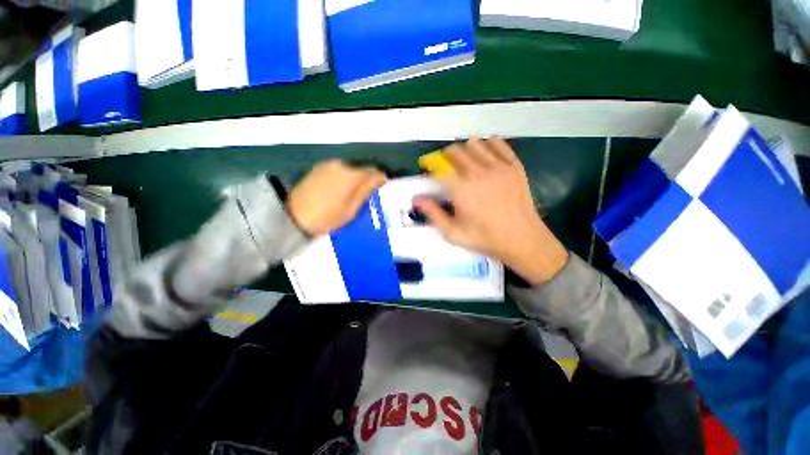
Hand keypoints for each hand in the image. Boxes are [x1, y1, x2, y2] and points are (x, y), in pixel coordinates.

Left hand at [288, 160, 386, 235]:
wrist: (293, 217)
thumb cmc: (327, 218)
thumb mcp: (351, 209)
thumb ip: (366, 190)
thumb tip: (381, 177)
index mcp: (350, 175)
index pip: (372, 171)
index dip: (379, 179)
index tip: (381, 188)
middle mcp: (340, 165)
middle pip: (360, 169)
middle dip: (366, 179)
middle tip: (367, 195)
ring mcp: (327, 165)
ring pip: (349, 169)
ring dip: (354, 179)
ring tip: (352, 194)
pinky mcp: (319, 168)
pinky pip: (338, 170)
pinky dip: (343, 177)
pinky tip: (340, 190)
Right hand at [413, 138, 568, 284]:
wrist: (522, 239)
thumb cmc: (485, 238)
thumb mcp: (453, 233)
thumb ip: (433, 214)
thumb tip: (415, 199)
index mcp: (461, 190)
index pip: (439, 167)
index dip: (430, 165)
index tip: (429, 170)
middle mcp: (478, 173)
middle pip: (455, 151)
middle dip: (445, 157)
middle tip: (445, 167)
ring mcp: (498, 166)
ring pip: (474, 143)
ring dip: (464, 149)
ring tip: (464, 161)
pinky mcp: (514, 165)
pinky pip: (498, 143)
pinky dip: (487, 144)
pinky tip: (485, 156)